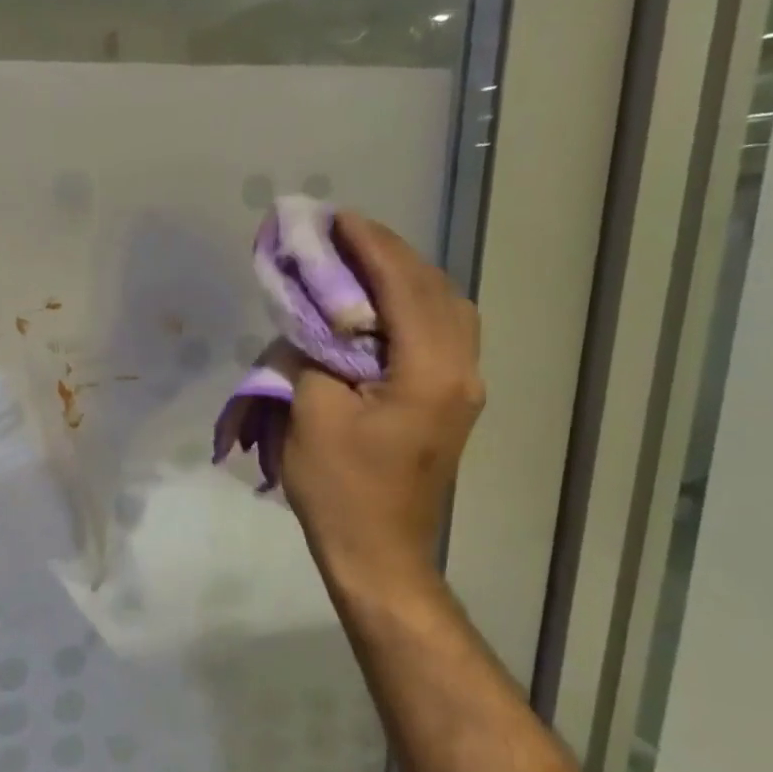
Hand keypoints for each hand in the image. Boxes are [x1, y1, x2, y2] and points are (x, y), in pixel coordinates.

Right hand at [274, 213, 483, 598]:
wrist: (378, 552)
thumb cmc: (339, 488)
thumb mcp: (311, 413)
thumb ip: (316, 352)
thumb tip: (317, 318)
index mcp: (430, 371)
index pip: (404, 287)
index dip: (369, 247)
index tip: (335, 219)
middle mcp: (461, 370)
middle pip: (435, 290)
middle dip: (388, 254)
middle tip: (342, 234)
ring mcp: (462, 387)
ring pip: (444, 310)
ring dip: (402, 278)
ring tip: (357, 263)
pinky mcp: (449, 401)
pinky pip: (437, 334)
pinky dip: (408, 307)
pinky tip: (377, 307)